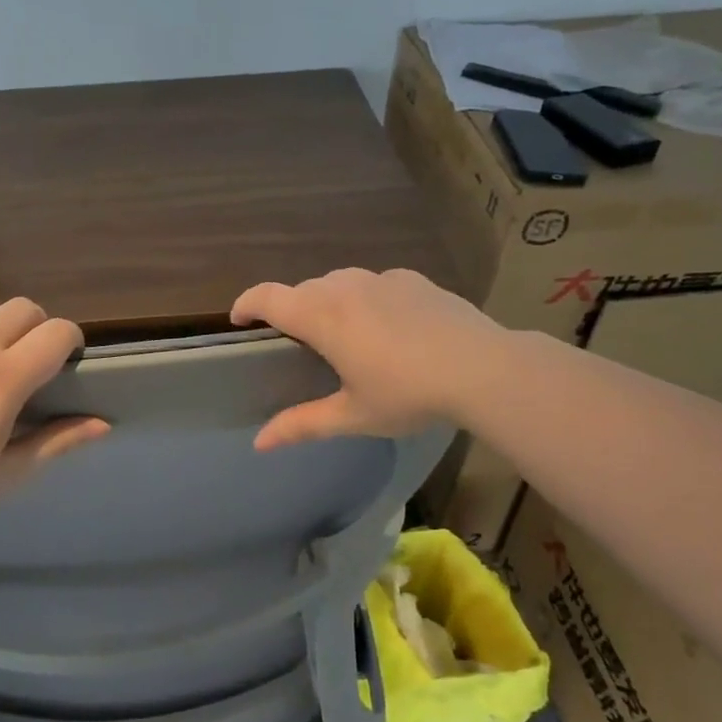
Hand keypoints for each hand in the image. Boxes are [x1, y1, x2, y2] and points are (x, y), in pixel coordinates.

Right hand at [230, 268, 497, 448]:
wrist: (483, 367)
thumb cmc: (409, 394)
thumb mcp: (353, 415)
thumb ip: (302, 424)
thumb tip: (259, 443)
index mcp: (322, 316)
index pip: (267, 297)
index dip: (246, 304)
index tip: (238, 320)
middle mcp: (345, 287)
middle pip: (302, 290)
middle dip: (290, 311)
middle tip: (297, 345)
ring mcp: (381, 278)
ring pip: (338, 283)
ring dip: (327, 303)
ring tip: (343, 336)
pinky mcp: (412, 279)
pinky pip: (373, 284)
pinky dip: (365, 300)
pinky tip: (388, 328)